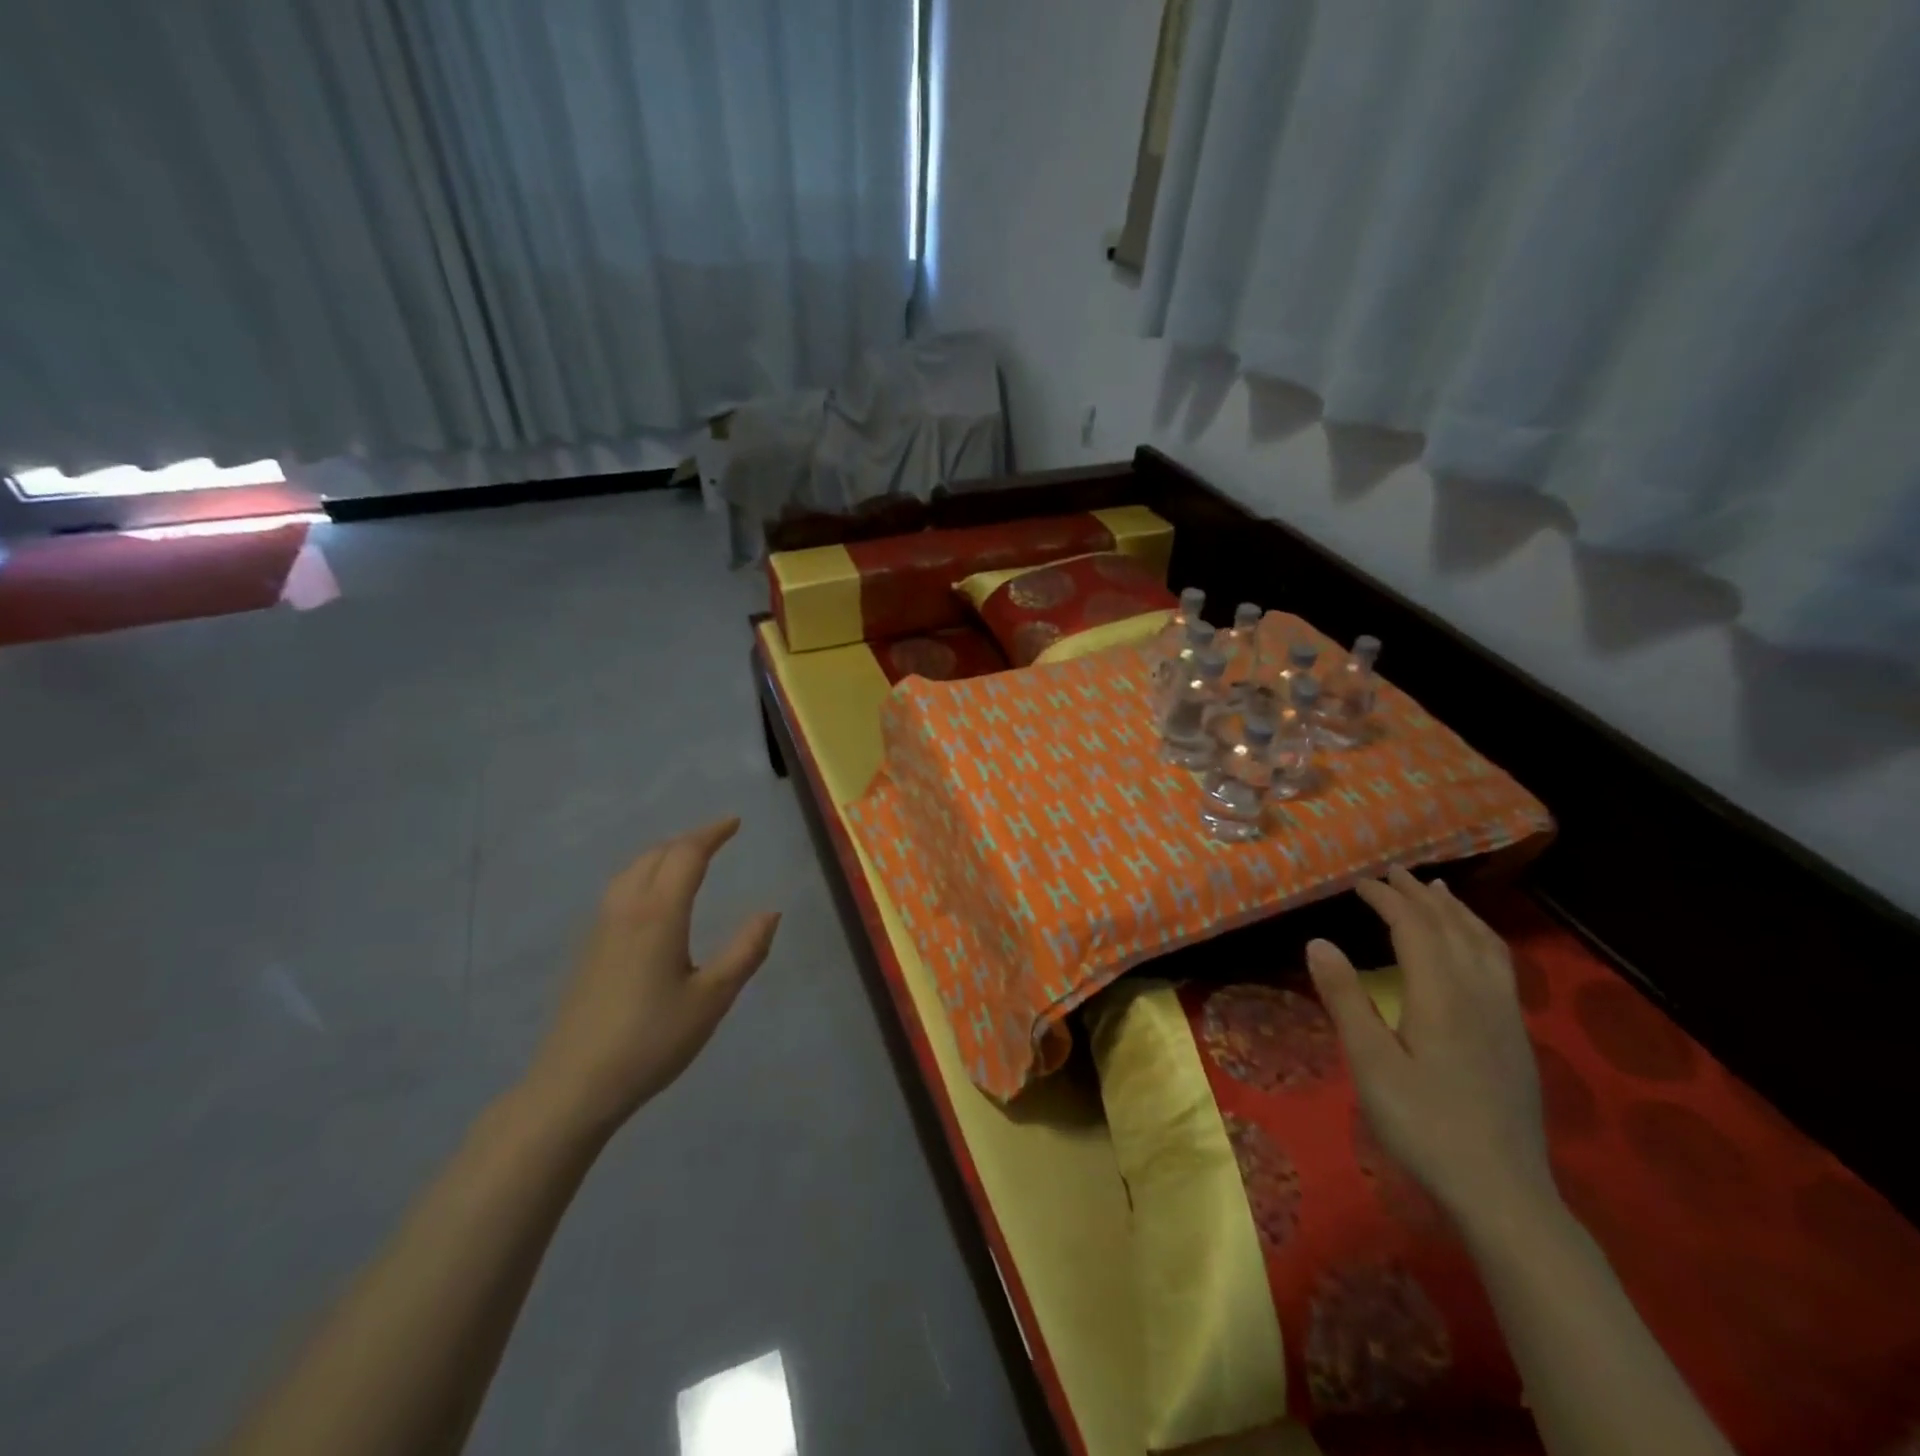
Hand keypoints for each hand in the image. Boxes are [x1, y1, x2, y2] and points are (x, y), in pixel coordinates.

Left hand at [521, 818, 780, 1136]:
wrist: (574, 1086)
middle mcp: (626, 909)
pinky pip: (618, 889)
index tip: (735, 823)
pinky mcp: (587, 949)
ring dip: (662, 854)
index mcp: (659, 913)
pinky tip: (650, 898)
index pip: (687, 855)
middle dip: (688, 840)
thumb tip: (771, 911)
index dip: (712, 834)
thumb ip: (745, 951)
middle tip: (717, 838)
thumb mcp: (712, 998)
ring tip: (686, 859)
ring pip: (631, 870)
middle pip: (656, 854)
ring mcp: (600, 928)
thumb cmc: (652, 1040)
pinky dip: (643, 874)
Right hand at [1305, 868, 1552, 1232]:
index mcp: (1441, 995)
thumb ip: (1346, 998)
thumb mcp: (1370, 1063)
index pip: (1414, 927)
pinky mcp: (1516, 1037)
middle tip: (1392, 873)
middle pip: (1452, 927)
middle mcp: (1479, 993)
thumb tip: (1318, 941)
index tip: (1358, 881)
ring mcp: (1504, 1015)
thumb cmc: (1424, 1125)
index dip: (1386, 898)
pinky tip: (1473, 948)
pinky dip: (1481, 937)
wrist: (1503, 1192)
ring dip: (1457, 911)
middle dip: (1420, 895)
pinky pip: (1500, 965)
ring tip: (1438, 891)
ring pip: (1484, 944)